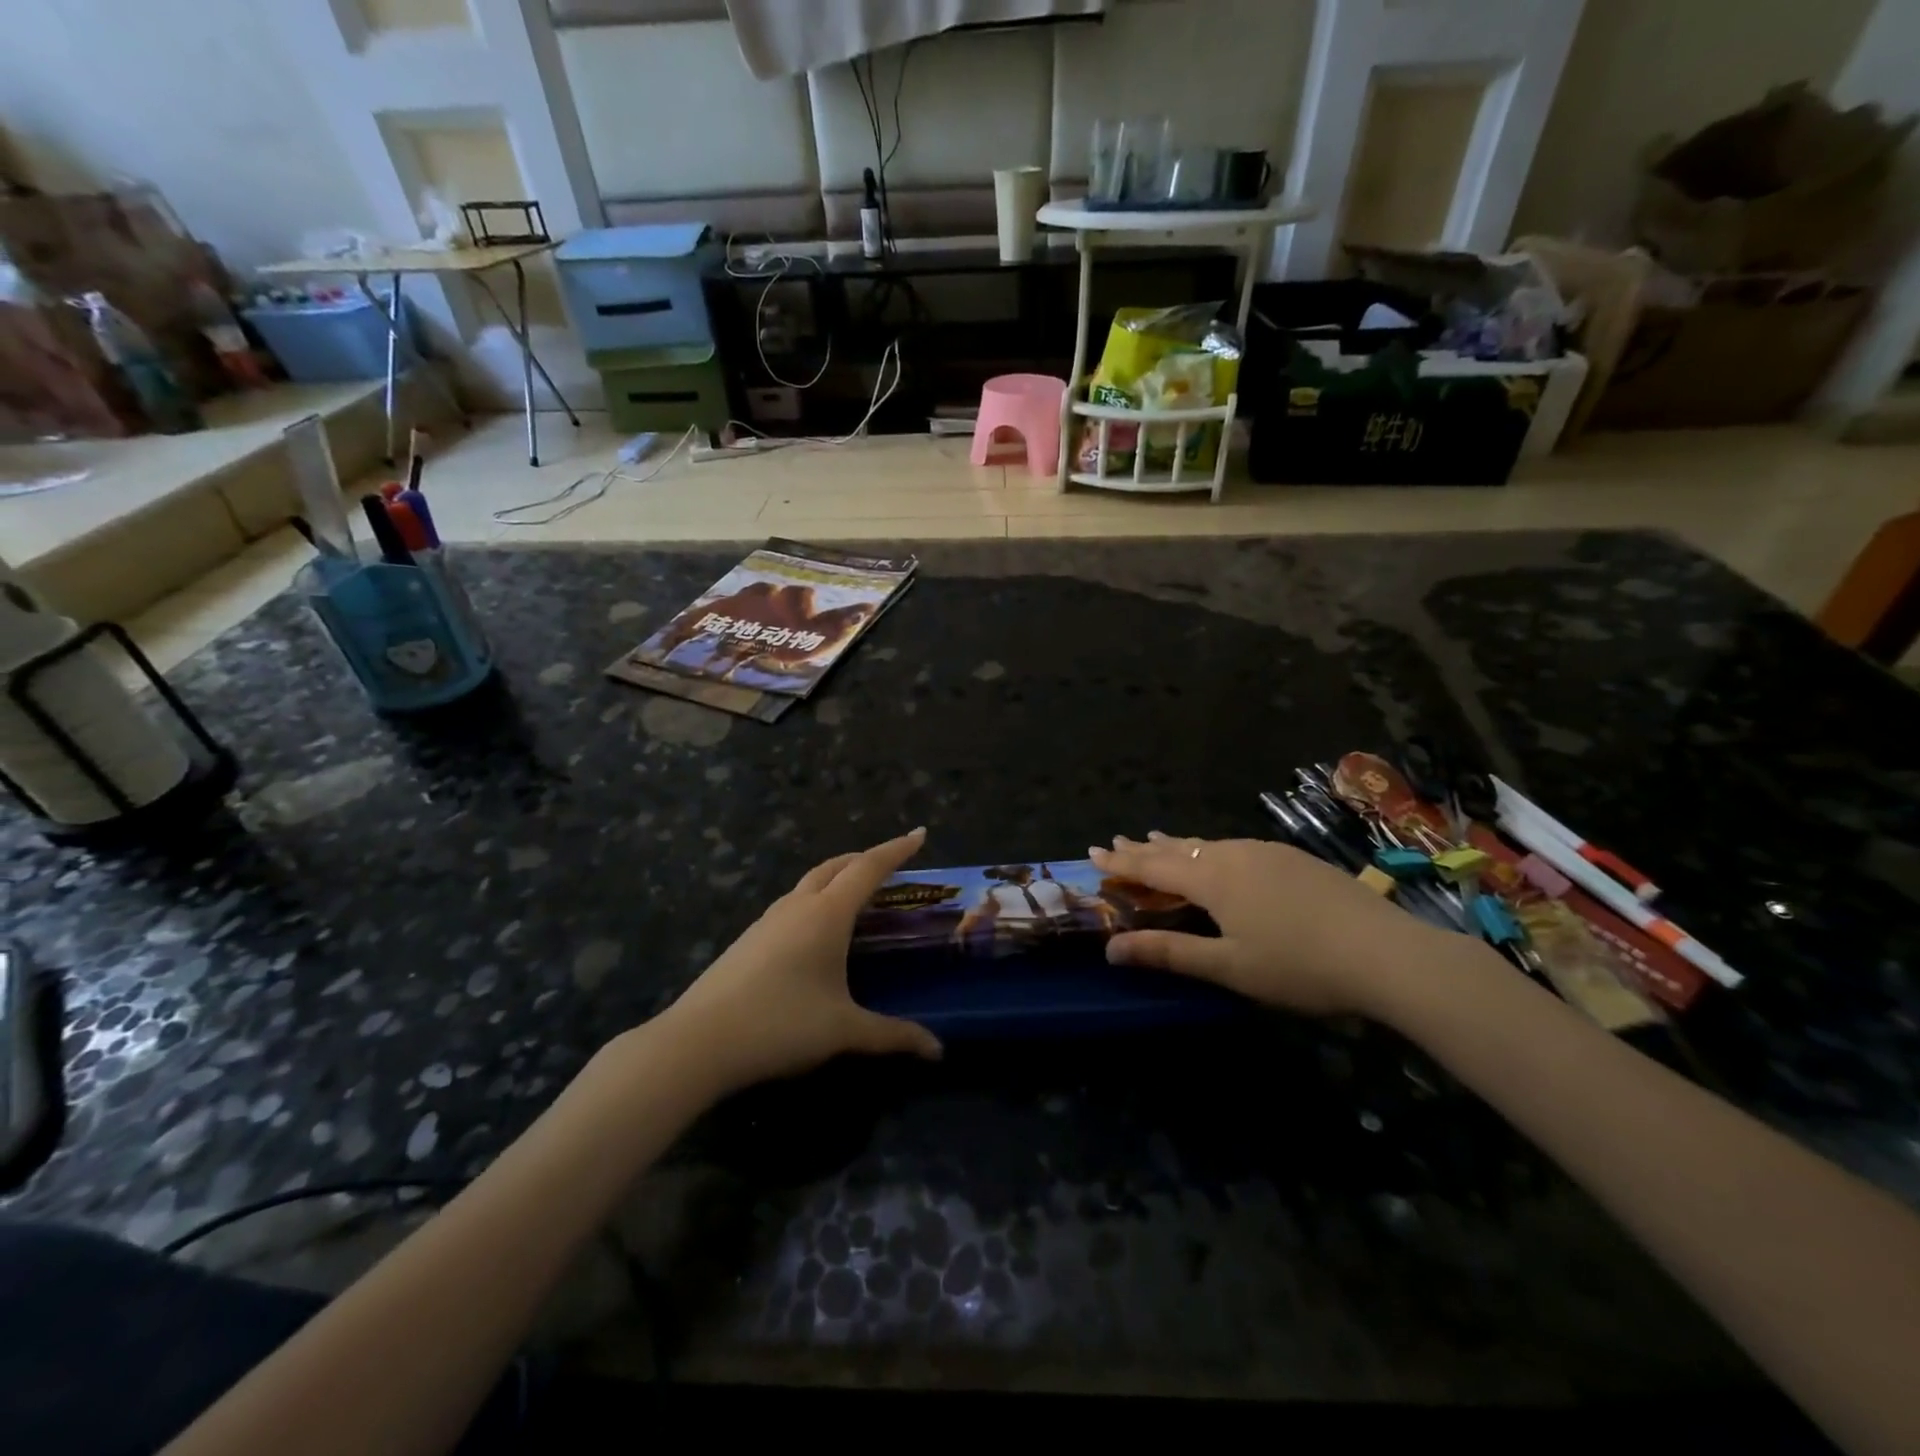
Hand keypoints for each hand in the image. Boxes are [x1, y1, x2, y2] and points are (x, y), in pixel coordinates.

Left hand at [658, 827, 942, 1092]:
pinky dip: (815, 900)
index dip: (897, 850)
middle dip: (865, 859)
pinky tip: (815, 930)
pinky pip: (792, 904)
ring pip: (810, 883)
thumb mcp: (843, 1030)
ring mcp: (768, 920)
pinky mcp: (749, 939)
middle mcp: (798, 907)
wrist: (697, 1042)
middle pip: (836, 866)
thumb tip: (937, 1050)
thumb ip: (893, 1035)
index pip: (869, 868)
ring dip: (837, 877)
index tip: (920, 833)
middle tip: (890, 864)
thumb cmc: (780, 1025)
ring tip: (856, 894)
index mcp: (827, 914)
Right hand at [1089, 832, 1442, 1016]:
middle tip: (1116, 842)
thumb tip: (1111, 949)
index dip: (1122, 863)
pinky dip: (1210, 849)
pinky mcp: (1295, 859)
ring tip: (1158, 840)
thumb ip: (1169, 953)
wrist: (1387, 952)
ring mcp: (1269, 853)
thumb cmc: (1299, 965)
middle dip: (1144, 848)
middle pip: (1179, 849)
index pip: (1154, 867)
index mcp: (1214, 879)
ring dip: (1178, 845)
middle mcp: (1235, 855)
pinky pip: (1235, 847)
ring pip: (1209, 844)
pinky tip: (1219, 855)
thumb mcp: (1228, 967)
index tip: (1093, 853)